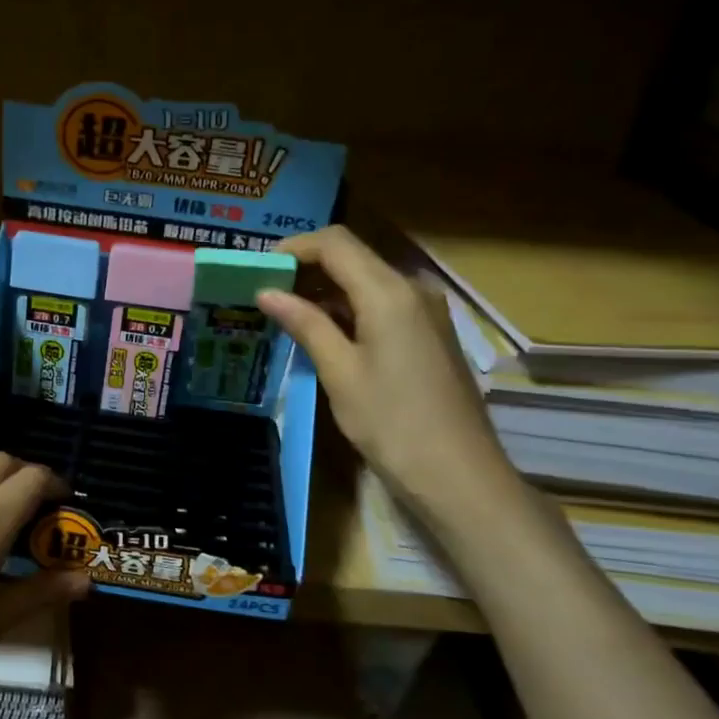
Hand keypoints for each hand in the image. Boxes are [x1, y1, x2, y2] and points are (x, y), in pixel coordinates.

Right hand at [258, 225, 520, 521]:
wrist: (458, 474)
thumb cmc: (392, 422)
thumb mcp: (340, 372)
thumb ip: (305, 324)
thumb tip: (266, 292)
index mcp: (389, 292)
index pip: (336, 244)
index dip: (295, 248)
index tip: (260, 269)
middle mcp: (413, 289)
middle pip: (354, 257)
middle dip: (309, 268)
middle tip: (268, 294)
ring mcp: (427, 311)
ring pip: (369, 281)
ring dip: (328, 290)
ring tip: (288, 314)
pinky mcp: (431, 333)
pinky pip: (385, 304)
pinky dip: (351, 309)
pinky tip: (326, 333)